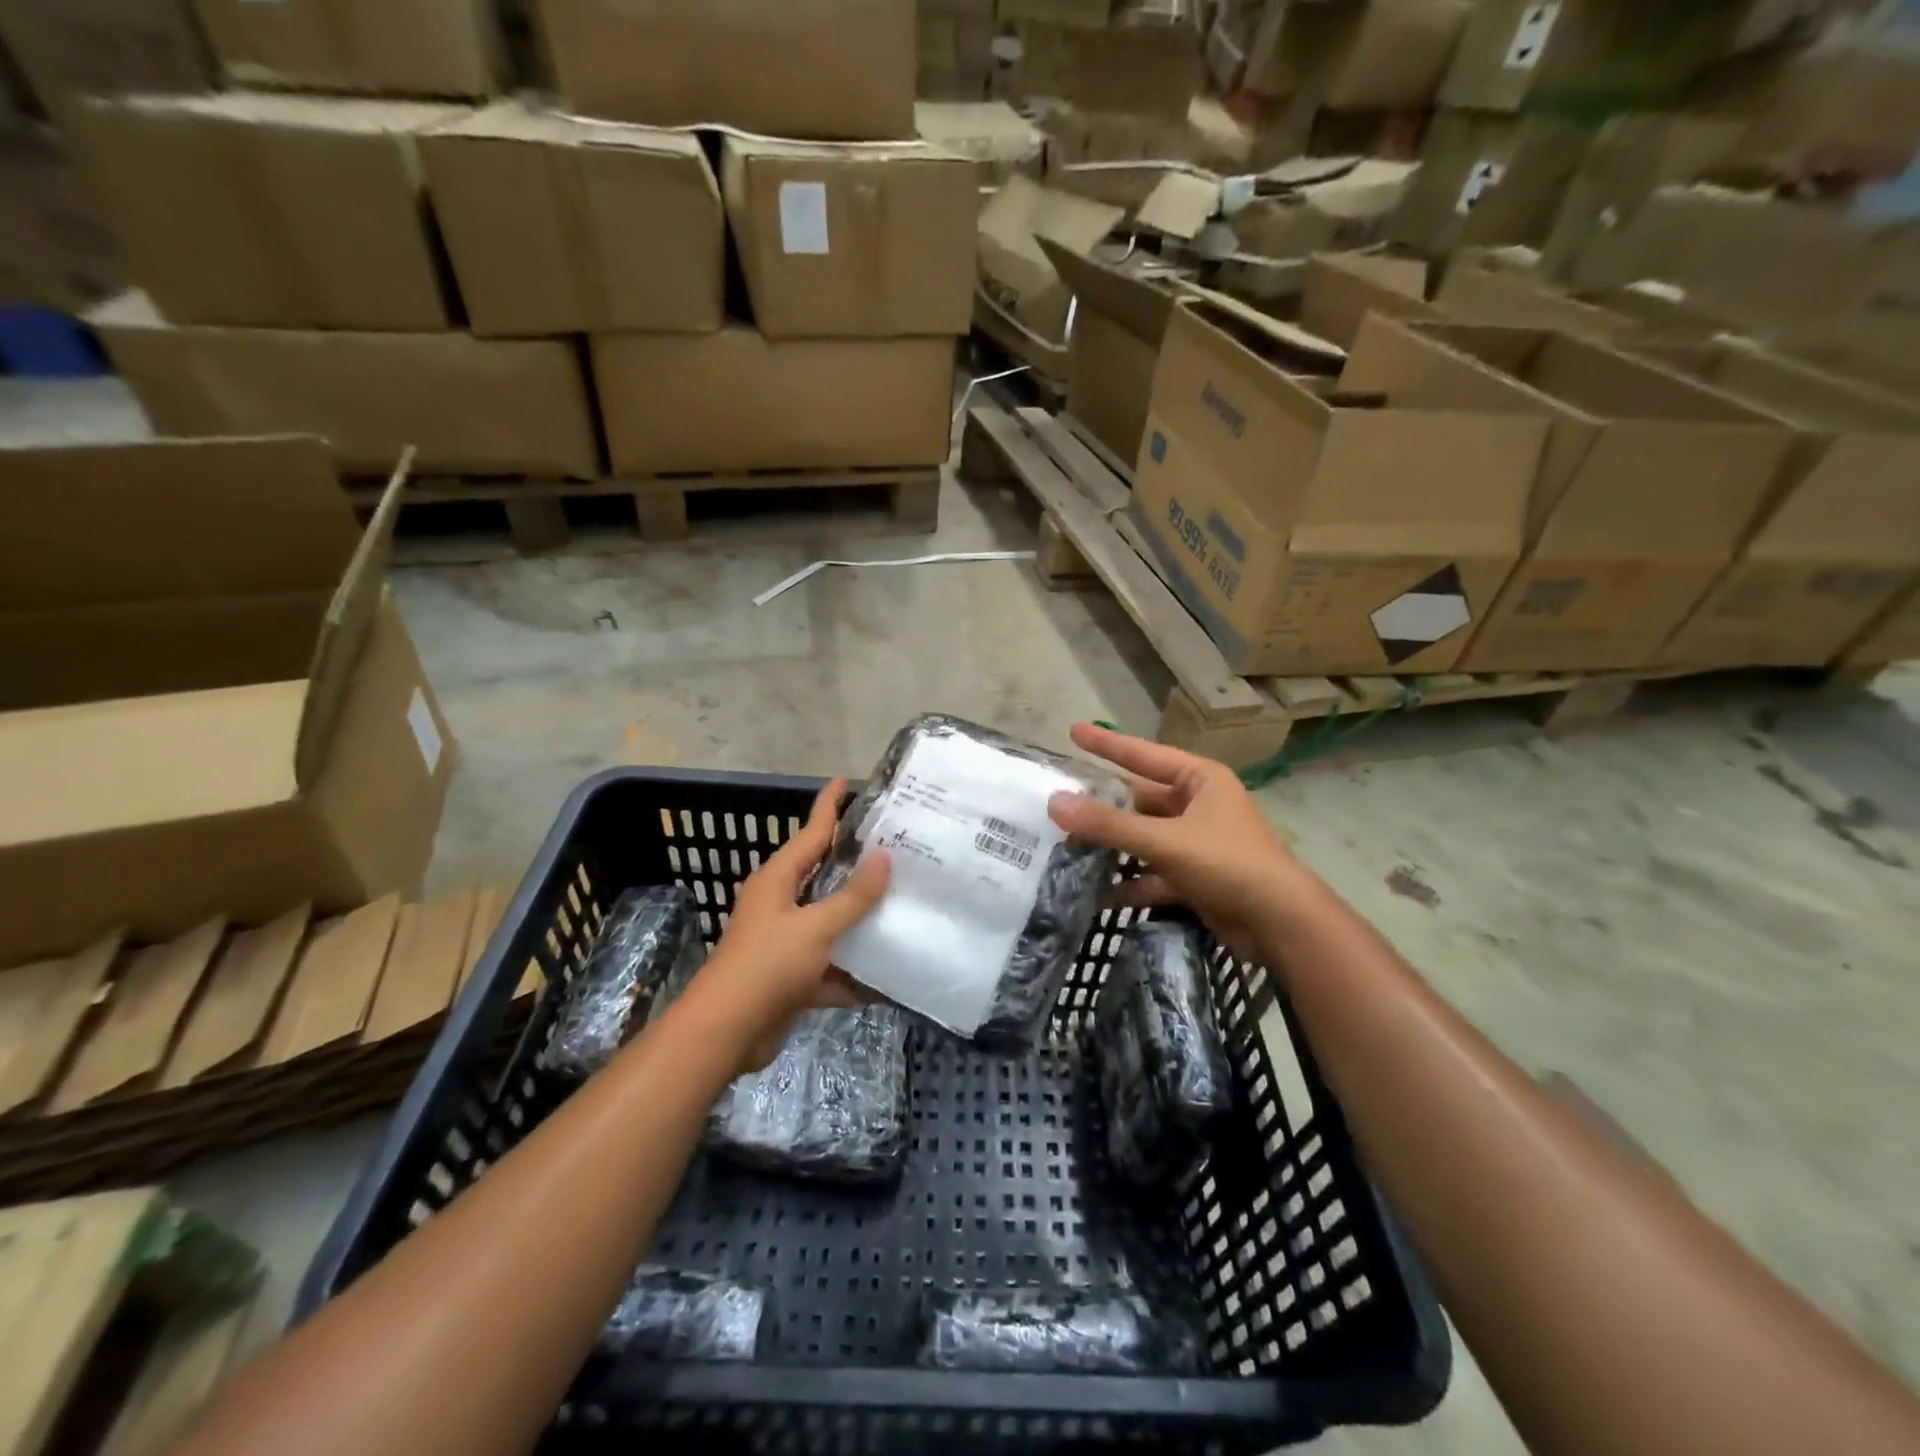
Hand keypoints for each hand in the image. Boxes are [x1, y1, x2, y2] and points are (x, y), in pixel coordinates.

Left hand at [687, 778, 889, 1072]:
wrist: (726, 1033)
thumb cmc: (767, 966)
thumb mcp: (816, 927)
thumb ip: (853, 895)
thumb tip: (884, 856)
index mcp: (778, 880)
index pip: (811, 831)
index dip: (829, 805)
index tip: (846, 780)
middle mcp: (780, 904)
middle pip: (824, 875)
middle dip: (856, 864)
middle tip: (897, 846)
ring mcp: (785, 941)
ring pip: (831, 922)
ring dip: (860, 920)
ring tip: (903, 905)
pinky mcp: (792, 977)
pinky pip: (831, 966)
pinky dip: (854, 972)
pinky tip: (888, 977)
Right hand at [1047, 723, 1302, 959]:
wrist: (1281, 925)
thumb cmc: (1229, 864)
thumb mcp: (1166, 841)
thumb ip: (1109, 824)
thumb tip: (1054, 803)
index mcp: (1199, 780)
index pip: (1143, 755)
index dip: (1106, 744)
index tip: (1073, 731)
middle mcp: (1197, 805)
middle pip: (1139, 800)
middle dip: (1102, 808)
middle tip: (1057, 806)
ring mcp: (1196, 843)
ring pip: (1143, 839)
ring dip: (1111, 848)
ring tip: (1066, 850)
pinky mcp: (1195, 877)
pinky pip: (1153, 874)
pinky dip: (1130, 883)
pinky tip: (1098, 895)